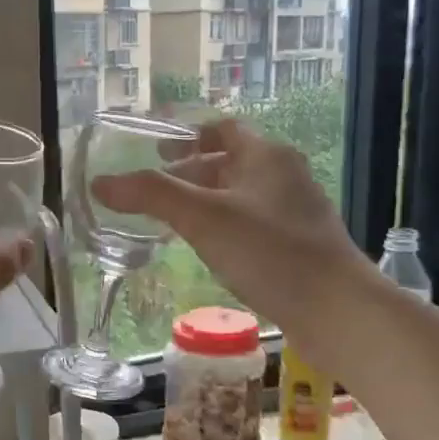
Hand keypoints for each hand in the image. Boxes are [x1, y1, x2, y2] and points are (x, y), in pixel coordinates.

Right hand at [92, 119, 368, 345]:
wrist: (337, 310)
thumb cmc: (270, 252)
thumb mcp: (203, 218)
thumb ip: (151, 196)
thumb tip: (101, 183)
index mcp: (267, 155)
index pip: (224, 129)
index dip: (188, 135)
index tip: (157, 150)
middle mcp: (285, 175)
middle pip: (231, 162)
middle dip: (191, 173)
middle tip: (155, 192)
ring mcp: (295, 212)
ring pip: (241, 196)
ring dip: (207, 202)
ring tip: (173, 222)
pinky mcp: (299, 246)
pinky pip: (253, 224)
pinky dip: (225, 227)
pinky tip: (209, 251)